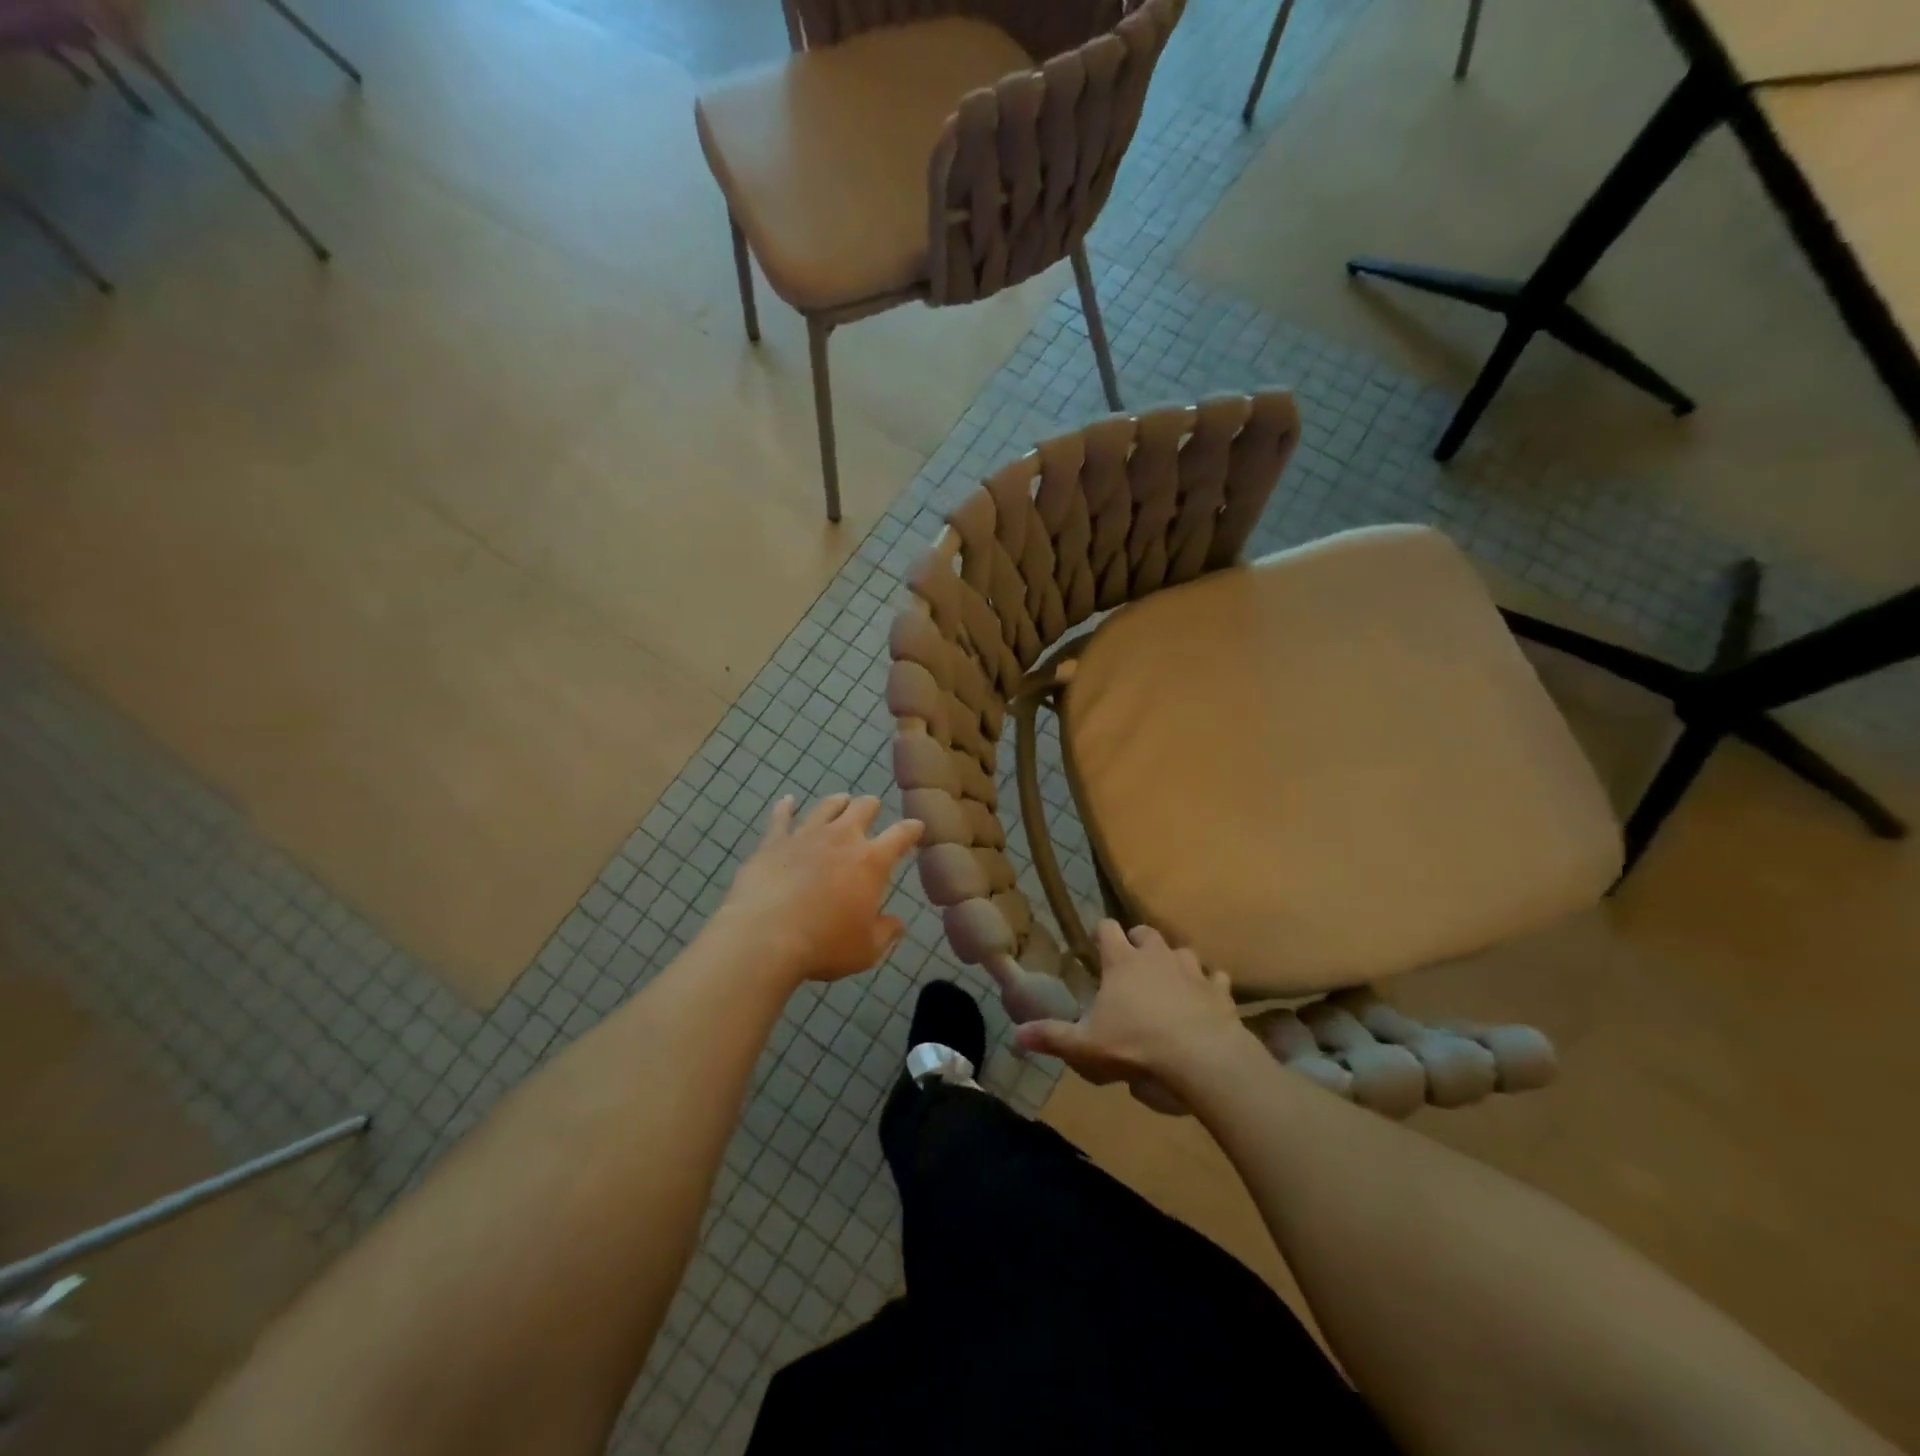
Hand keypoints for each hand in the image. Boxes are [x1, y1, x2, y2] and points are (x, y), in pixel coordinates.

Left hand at [718, 794, 922, 984]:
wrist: (764, 937)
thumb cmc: (823, 945)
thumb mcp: (866, 950)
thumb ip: (886, 933)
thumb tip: (898, 924)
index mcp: (871, 861)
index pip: (900, 835)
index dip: (912, 829)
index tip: (917, 826)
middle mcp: (842, 838)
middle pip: (863, 808)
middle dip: (871, 807)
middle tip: (873, 810)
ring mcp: (806, 836)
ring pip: (826, 806)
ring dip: (837, 802)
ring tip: (841, 801)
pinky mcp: (773, 842)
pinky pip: (781, 818)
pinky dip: (785, 807)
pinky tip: (787, 801)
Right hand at [1015, 921, 1251, 1102]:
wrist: (1201, 1057)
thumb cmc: (1136, 1044)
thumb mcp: (1086, 1046)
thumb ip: (1052, 1037)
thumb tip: (1016, 1035)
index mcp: (1122, 962)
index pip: (1107, 929)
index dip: (1101, 932)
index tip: (1097, 942)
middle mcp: (1157, 956)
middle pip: (1147, 933)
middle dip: (1139, 941)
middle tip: (1132, 959)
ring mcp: (1191, 970)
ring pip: (1183, 951)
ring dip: (1175, 961)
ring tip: (1170, 979)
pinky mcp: (1219, 990)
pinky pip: (1216, 979)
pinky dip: (1210, 985)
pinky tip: (1208, 998)